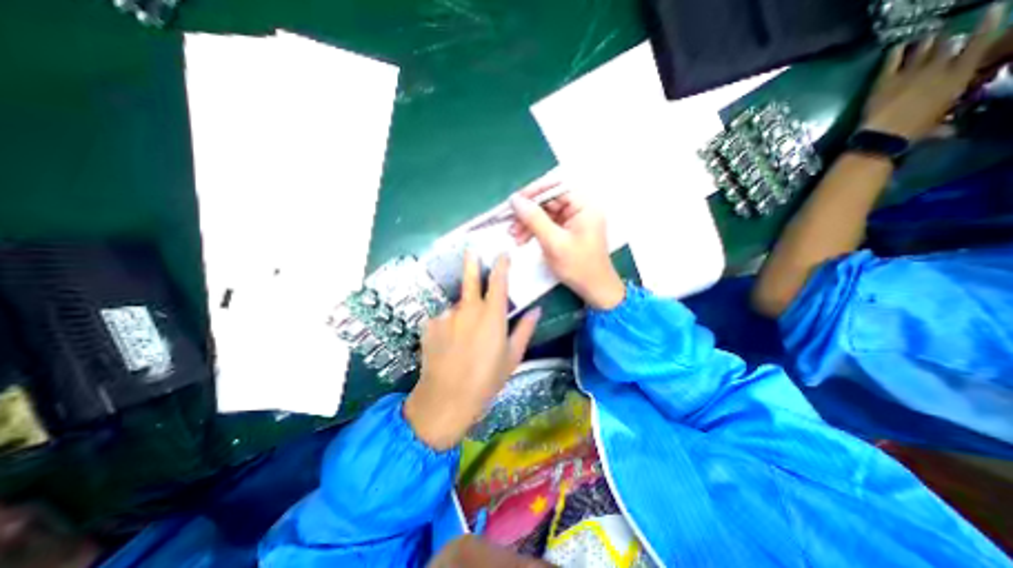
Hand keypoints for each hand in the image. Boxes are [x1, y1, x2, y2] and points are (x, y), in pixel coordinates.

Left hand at [406, 255, 540, 450]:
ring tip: (462, 339)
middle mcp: (468, 309)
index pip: (498, 282)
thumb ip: (525, 330)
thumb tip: (536, 310)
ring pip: (457, 307)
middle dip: (472, 262)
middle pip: (470, 279)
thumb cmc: (486, 380)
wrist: (446, 399)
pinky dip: (448, 327)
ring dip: (462, 314)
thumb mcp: (512, 357)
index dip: (501, 265)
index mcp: (491, 315)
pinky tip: (448, 346)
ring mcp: (446, 315)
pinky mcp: (429, 325)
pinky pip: (443, 320)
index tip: (502, 254)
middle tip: (471, 249)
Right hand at [507, 184, 625, 310]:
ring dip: (528, 223)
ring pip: (545, 214)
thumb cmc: (579, 266)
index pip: (556, 188)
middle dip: (528, 212)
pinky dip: (535, 231)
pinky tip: (522, 239)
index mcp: (584, 206)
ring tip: (513, 235)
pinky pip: (547, 225)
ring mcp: (574, 220)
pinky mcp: (567, 231)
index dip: (534, 192)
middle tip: (510, 224)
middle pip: (549, 201)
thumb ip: (534, 219)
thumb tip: (515, 199)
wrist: (594, 290)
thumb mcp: (554, 242)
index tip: (514, 201)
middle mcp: (580, 209)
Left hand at [857, 1, 1007, 138]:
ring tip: (927, 36)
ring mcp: (909, 73)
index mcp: (959, 77)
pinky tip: (898, 46)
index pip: (980, 43)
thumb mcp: (938, 124)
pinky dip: (896, 51)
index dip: (989, 23)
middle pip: (947, 44)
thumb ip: (943, 124)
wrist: (882, 136)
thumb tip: (948, 131)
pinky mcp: (884, 81)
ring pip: (922, 48)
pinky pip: (892, 61)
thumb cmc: (913, 132)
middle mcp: (938, 69)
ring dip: (926, 41)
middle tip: (946, 34)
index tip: (994, 8)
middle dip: (948, 37)